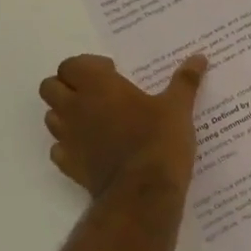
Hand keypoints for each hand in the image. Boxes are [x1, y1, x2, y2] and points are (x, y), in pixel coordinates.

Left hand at [39, 53, 207, 199]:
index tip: (112, 73)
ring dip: (66, 114)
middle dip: (68, 86)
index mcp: (98, 86)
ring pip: (51, 117)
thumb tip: (200, 57)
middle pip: (50, 87)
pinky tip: (93, 148)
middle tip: (98, 92)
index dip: (87, 66)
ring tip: (96, 119)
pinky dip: (70, 145)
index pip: (70, 64)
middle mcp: (75, 108)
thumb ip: (185, 80)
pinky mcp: (69, 166)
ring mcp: (68, 138)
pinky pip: (58, 149)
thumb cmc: (159, 140)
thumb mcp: (178, 107)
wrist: (143, 193)